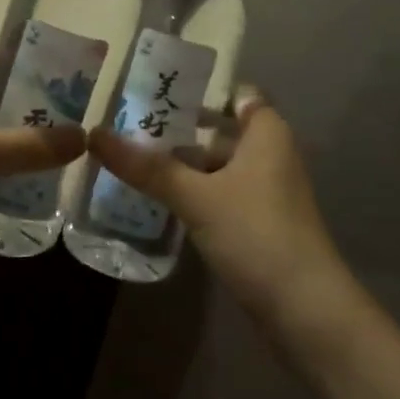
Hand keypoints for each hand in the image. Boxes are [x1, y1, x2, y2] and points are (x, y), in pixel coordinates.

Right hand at [88, 93, 359, 343]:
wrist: (305, 308)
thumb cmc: (255, 234)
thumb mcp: (196, 197)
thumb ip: (148, 167)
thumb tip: (94, 136)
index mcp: (266, 134)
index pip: (237, 95)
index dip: (202, 90)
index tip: (158, 90)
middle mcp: (270, 156)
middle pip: (221, 131)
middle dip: (179, 130)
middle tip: (128, 126)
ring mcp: (265, 192)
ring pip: (218, 167)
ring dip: (182, 165)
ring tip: (133, 161)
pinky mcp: (259, 224)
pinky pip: (221, 195)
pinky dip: (193, 193)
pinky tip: (158, 199)